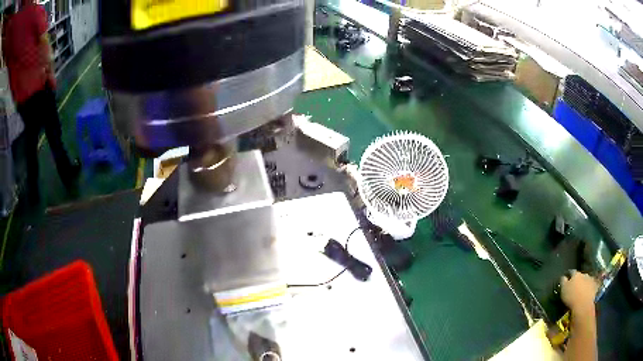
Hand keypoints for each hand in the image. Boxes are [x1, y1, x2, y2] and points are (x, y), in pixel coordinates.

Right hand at [560, 270, 597, 314]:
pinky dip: (589, 288)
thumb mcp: (563, 289)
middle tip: (574, 287)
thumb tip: (563, 277)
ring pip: (586, 280)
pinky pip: (591, 286)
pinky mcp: (595, 286)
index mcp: (575, 274)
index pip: (572, 272)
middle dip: (578, 280)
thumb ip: (563, 281)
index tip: (567, 280)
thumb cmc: (571, 297)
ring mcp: (590, 279)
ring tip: (581, 291)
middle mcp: (584, 274)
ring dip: (584, 284)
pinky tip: (587, 293)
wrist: (583, 304)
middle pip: (580, 276)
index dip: (569, 276)